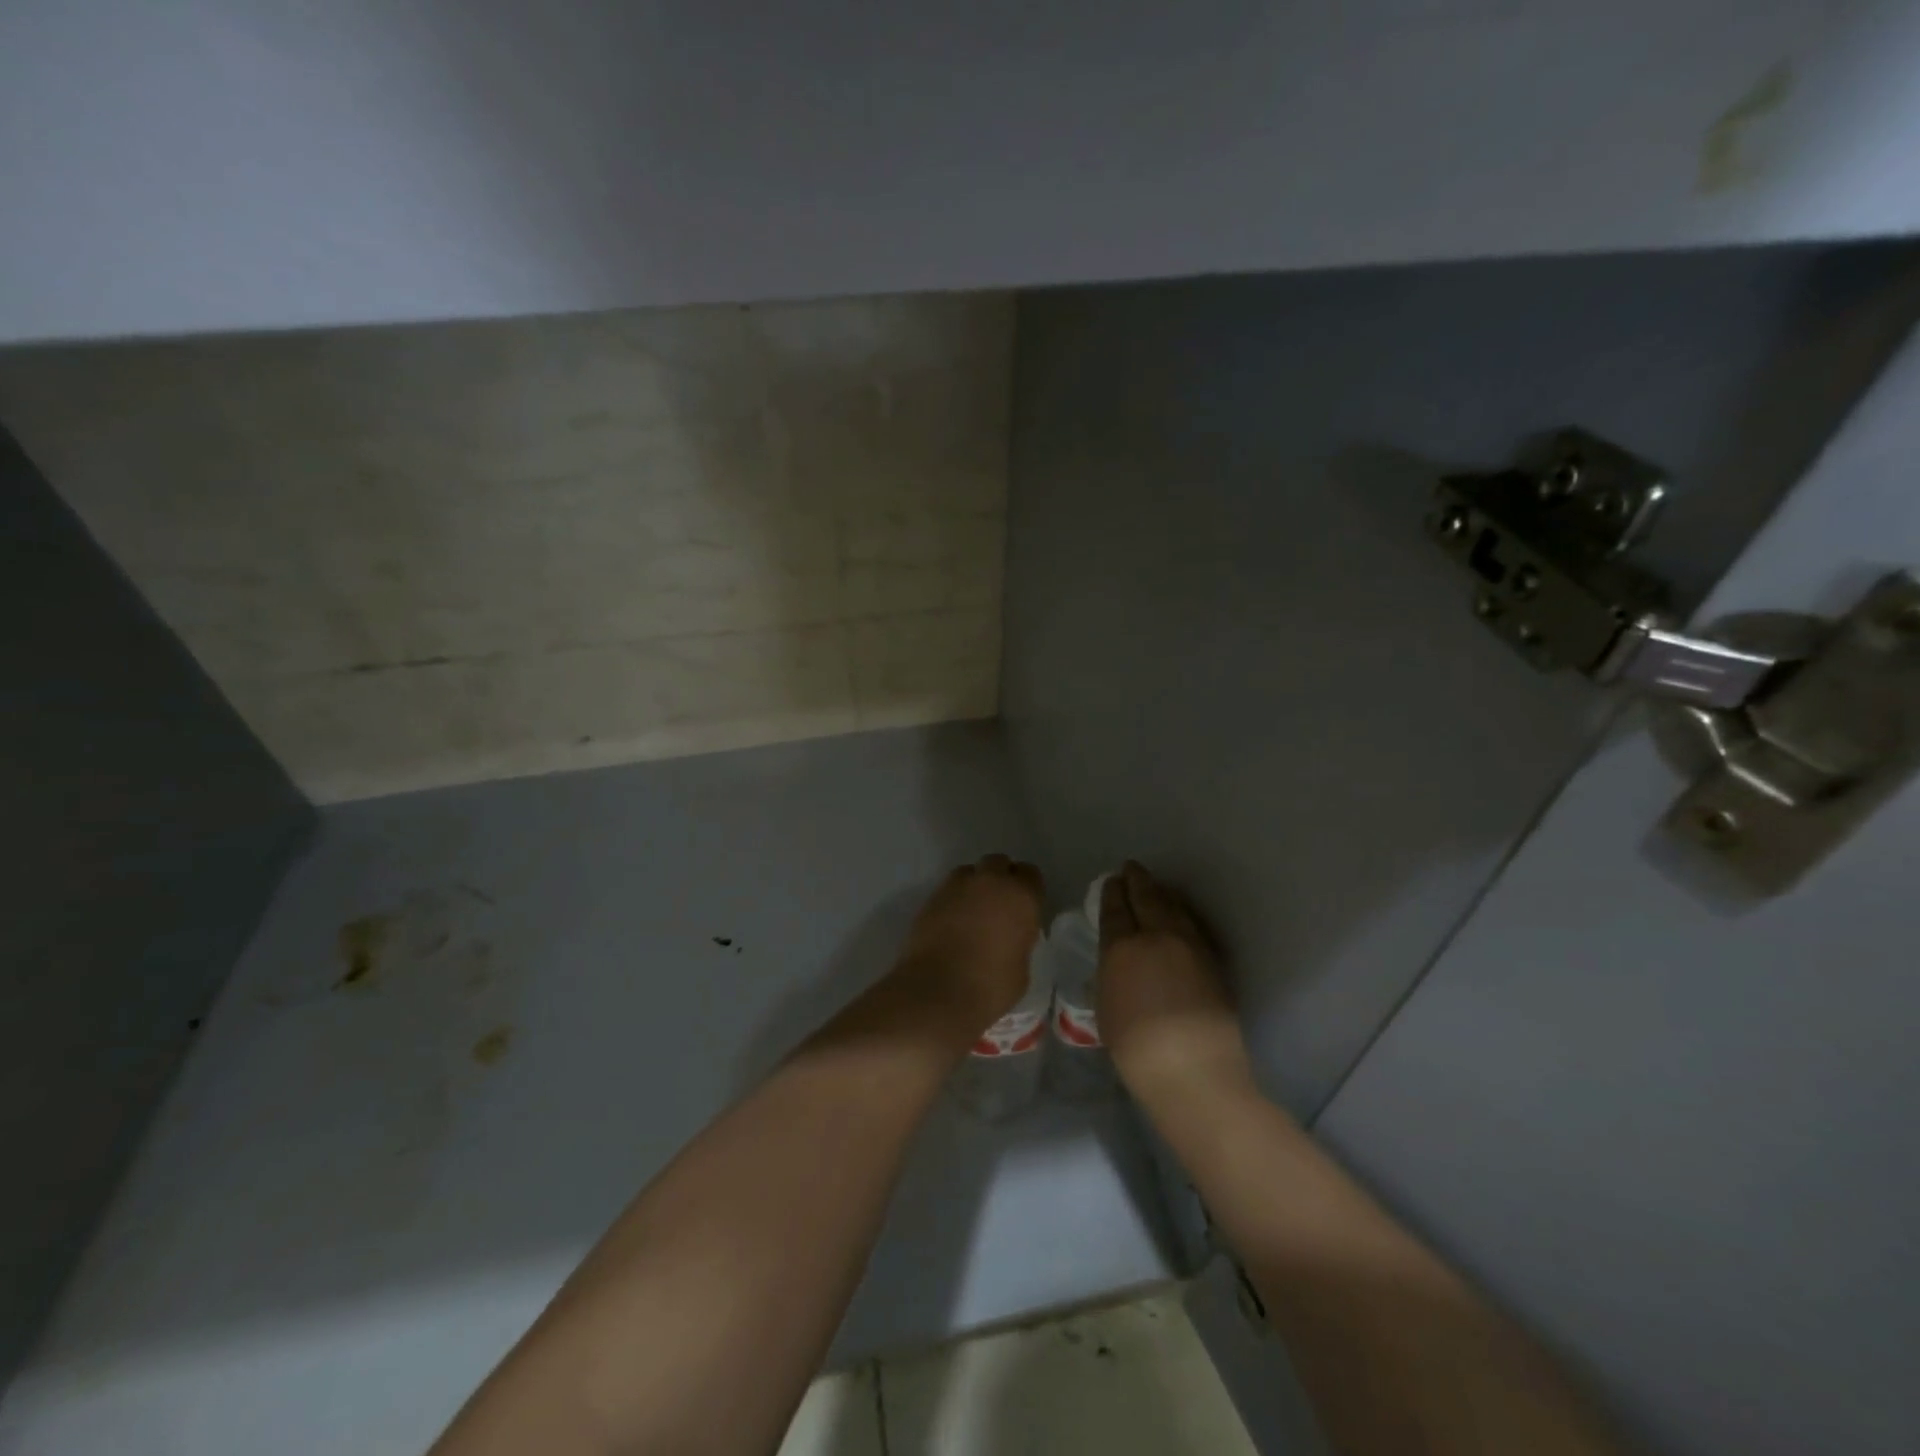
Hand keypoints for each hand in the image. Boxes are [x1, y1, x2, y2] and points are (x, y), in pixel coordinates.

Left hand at [891, 854, 1044, 1037]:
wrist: (937, 991)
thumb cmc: (990, 986)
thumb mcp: (1021, 968)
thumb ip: (1019, 942)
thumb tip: (1010, 939)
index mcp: (1021, 896)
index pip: (1030, 874)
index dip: (1028, 889)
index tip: (1024, 907)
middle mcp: (990, 881)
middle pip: (998, 863)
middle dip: (1000, 878)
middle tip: (999, 905)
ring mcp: (957, 886)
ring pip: (970, 872)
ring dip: (974, 885)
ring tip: (973, 912)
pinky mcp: (931, 897)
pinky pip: (948, 889)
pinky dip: (953, 900)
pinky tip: (952, 922)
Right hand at [1098, 862, 1251, 1110]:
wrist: (1193, 1070)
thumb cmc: (1136, 1047)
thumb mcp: (1106, 1006)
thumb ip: (1111, 973)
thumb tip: (1119, 959)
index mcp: (1123, 947)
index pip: (1116, 909)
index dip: (1113, 892)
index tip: (1112, 880)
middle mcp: (1158, 936)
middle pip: (1147, 897)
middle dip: (1137, 881)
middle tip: (1131, 868)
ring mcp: (1191, 946)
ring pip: (1175, 907)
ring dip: (1162, 893)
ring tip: (1155, 886)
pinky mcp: (1214, 961)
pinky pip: (1195, 925)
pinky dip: (1183, 913)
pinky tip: (1181, 914)